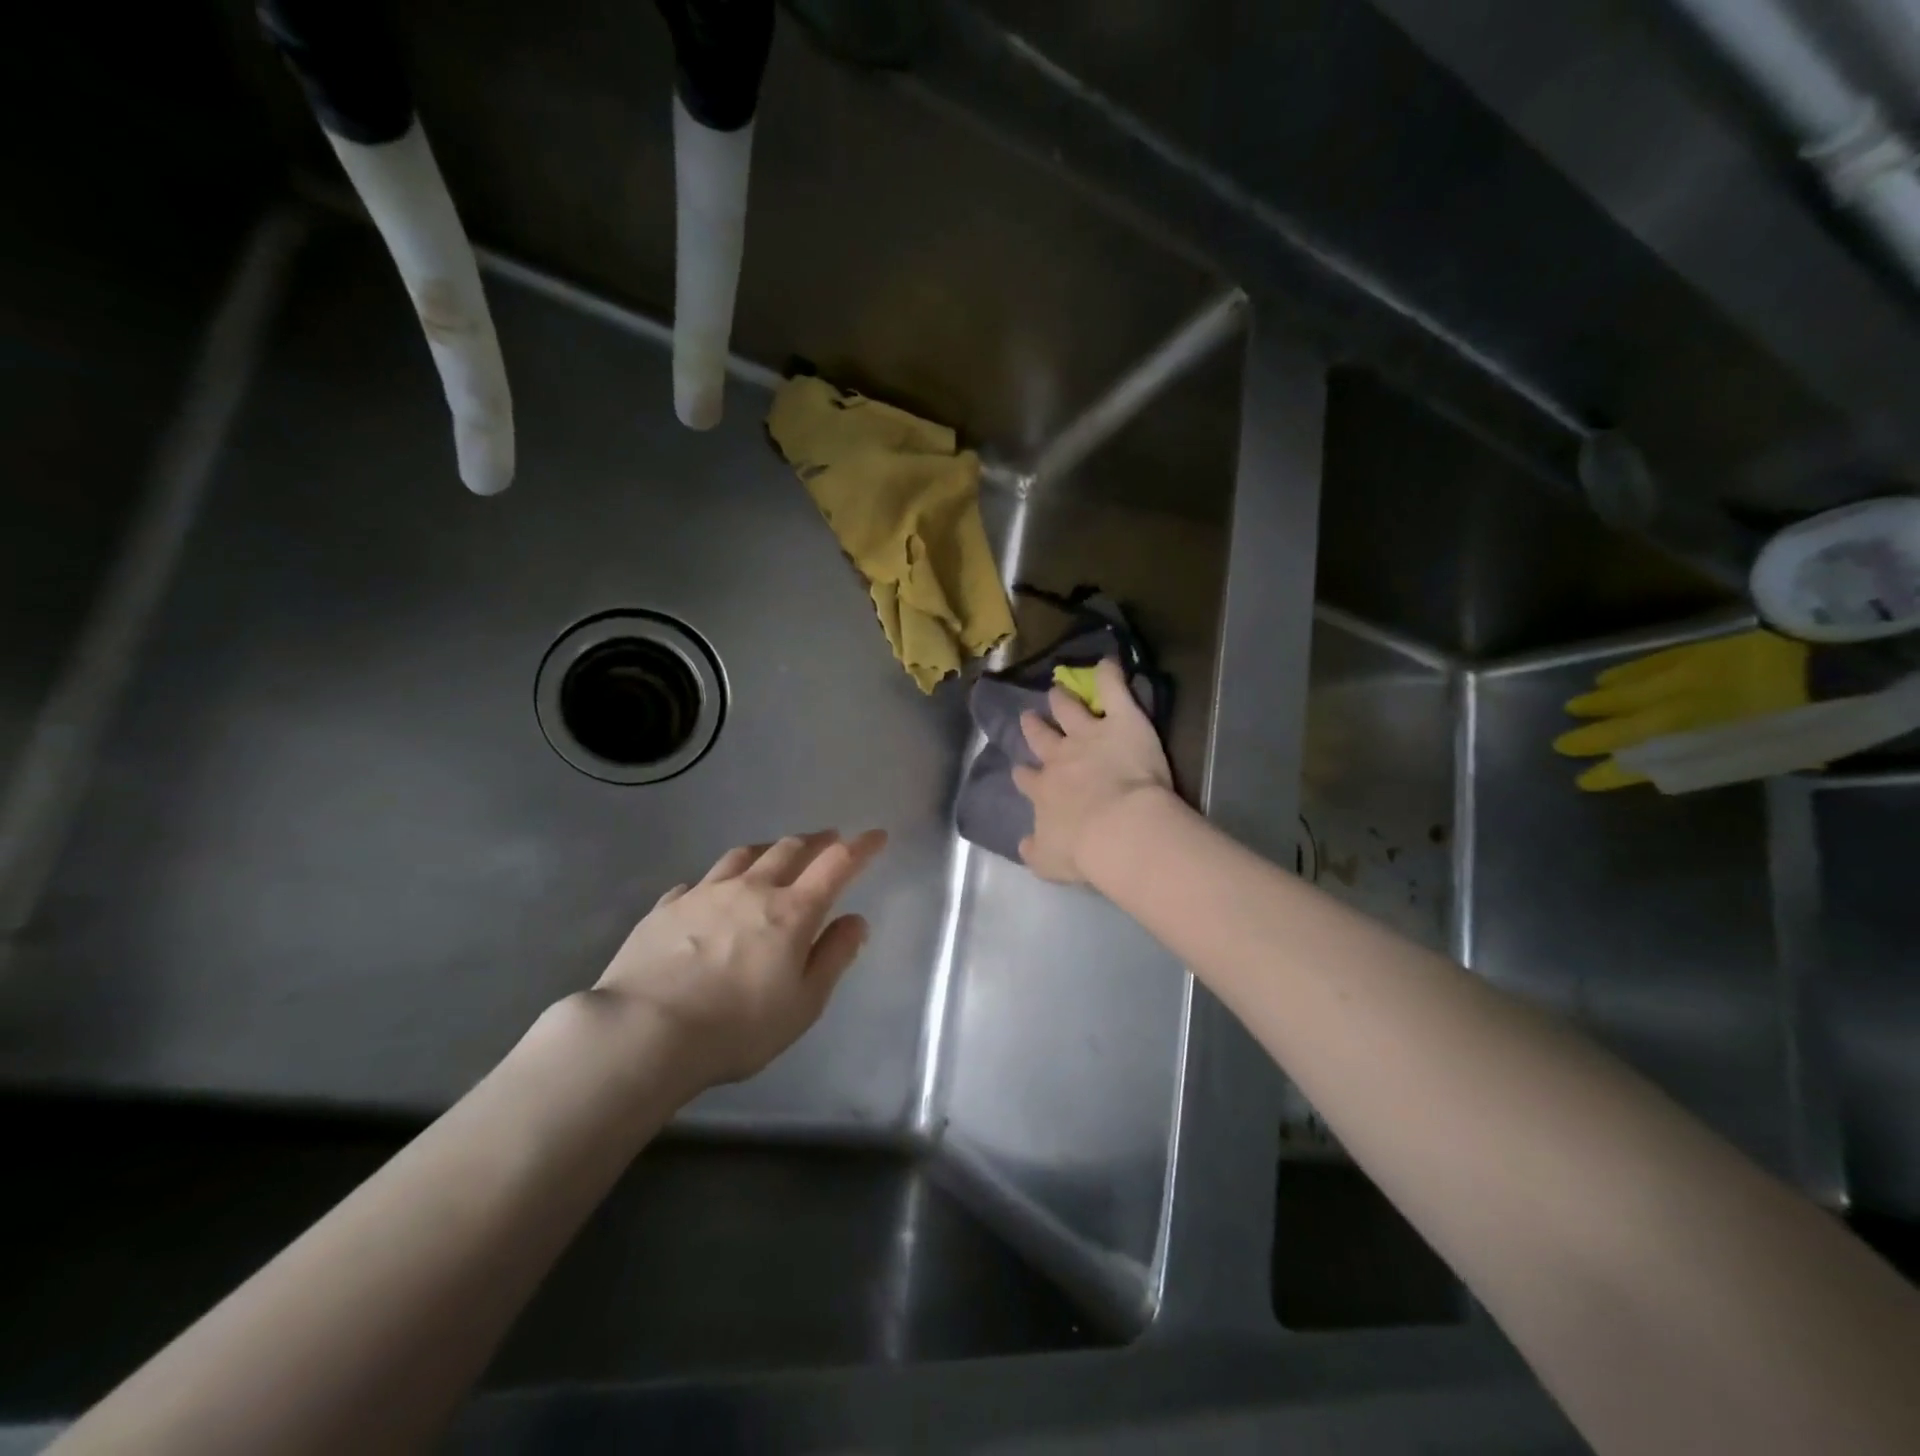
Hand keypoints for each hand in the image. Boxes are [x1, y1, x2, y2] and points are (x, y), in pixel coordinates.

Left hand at [592, 829, 887, 1086]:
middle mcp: (751, 890)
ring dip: (767, 850)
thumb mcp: (803, 1004)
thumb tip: (855, 921)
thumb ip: (834, 957)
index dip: (861, 847)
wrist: (644, 1032)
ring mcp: (704, 893)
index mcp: (792, 912)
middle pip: (789, 849)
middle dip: (815, 841)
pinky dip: (715, 882)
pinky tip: (710, 893)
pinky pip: (697, 882)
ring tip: (774, 854)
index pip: (836, 864)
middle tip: (828, 840)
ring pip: (742, 855)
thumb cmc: (737, 1027)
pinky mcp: (666, 907)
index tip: (876, 836)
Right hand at [1013, 658, 1172, 884]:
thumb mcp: (1050, 861)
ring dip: (1063, 700)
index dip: (1024, 774)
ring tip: (1056, 690)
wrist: (1117, 828)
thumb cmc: (1084, 850)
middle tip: (1028, 717)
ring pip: (1070, 711)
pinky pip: (1114, 691)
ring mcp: (1089, 736)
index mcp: (1044, 793)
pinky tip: (1108, 663)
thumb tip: (1024, 844)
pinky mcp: (1121, 722)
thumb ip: (1035, 850)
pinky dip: (1110, 675)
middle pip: (1042, 739)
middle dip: (1034, 728)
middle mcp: (1060, 759)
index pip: (1029, 780)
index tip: (1020, 770)